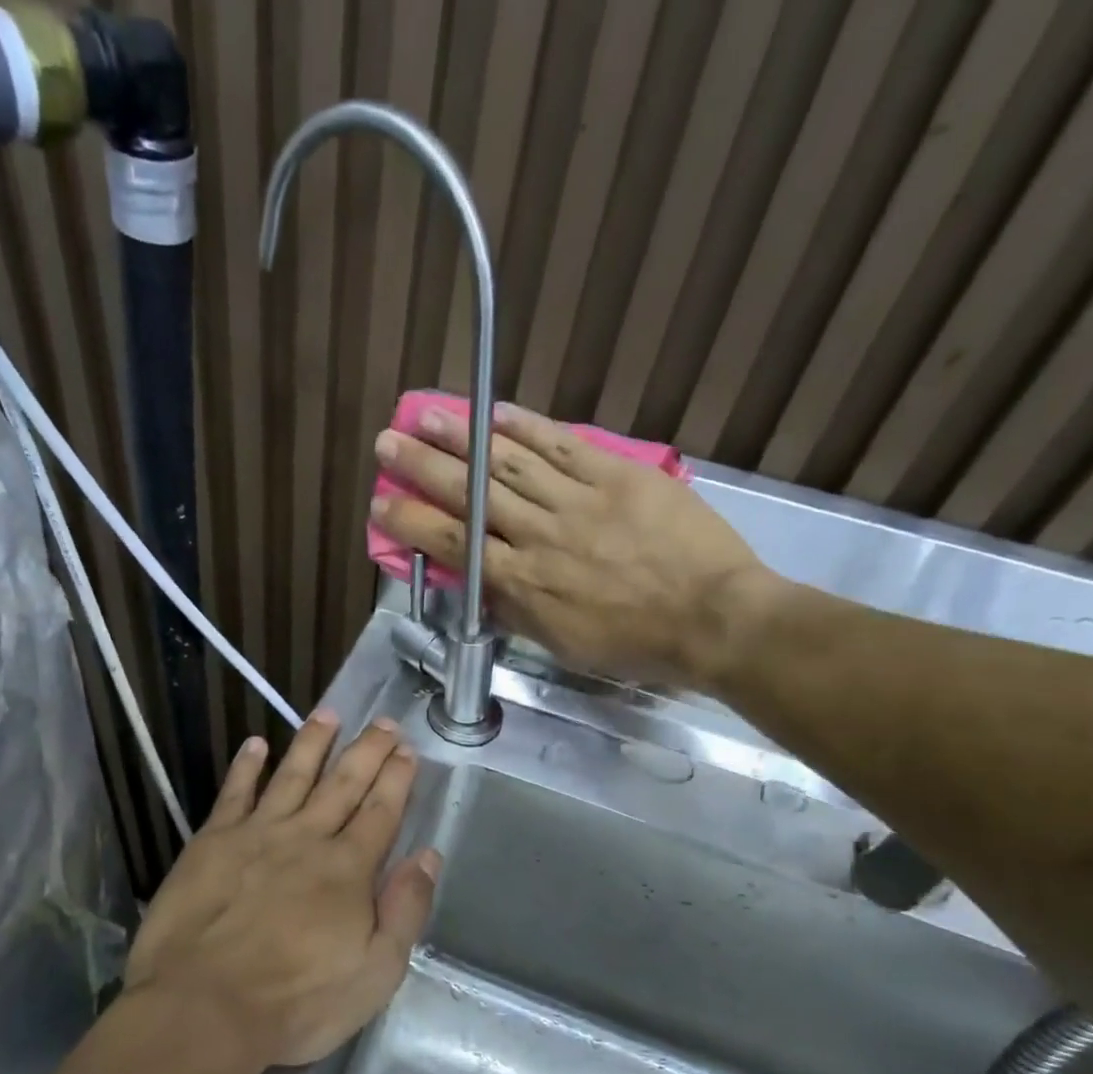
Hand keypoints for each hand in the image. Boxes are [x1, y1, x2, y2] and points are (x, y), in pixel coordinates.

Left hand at [123, 713, 439, 1070]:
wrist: (202, 1008)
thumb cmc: (295, 1002)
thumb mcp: (374, 973)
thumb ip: (405, 910)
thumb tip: (428, 856)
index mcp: (347, 870)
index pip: (380, 812)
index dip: (396, 778)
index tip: (407, 749)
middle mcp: (306, 839)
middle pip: (343, 784)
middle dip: (367, 750)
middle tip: (383, 722)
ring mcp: (256, 835)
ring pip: (292, 776)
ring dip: (313, 743)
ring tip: (329, 713)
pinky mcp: (212, 842)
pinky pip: (234, 793)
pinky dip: (246, 767)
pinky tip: (255, 745)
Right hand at [372, 402, 778, 690]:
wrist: (711, 618)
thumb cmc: (633, 643)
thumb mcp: (560, 642)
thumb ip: (515, 609)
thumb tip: (480, 584)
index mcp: (522, 582)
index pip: (452, 544)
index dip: (411, 521)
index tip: (382, 502)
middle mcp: (538, 534)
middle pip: (470, 494)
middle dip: (422, 466)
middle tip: (388, 442)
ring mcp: (577, 500)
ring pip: (508, 463)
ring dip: (462, 436)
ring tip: (426, 413)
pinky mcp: (616, 475)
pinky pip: (562, 446)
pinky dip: (526, 427)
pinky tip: (495, 412)